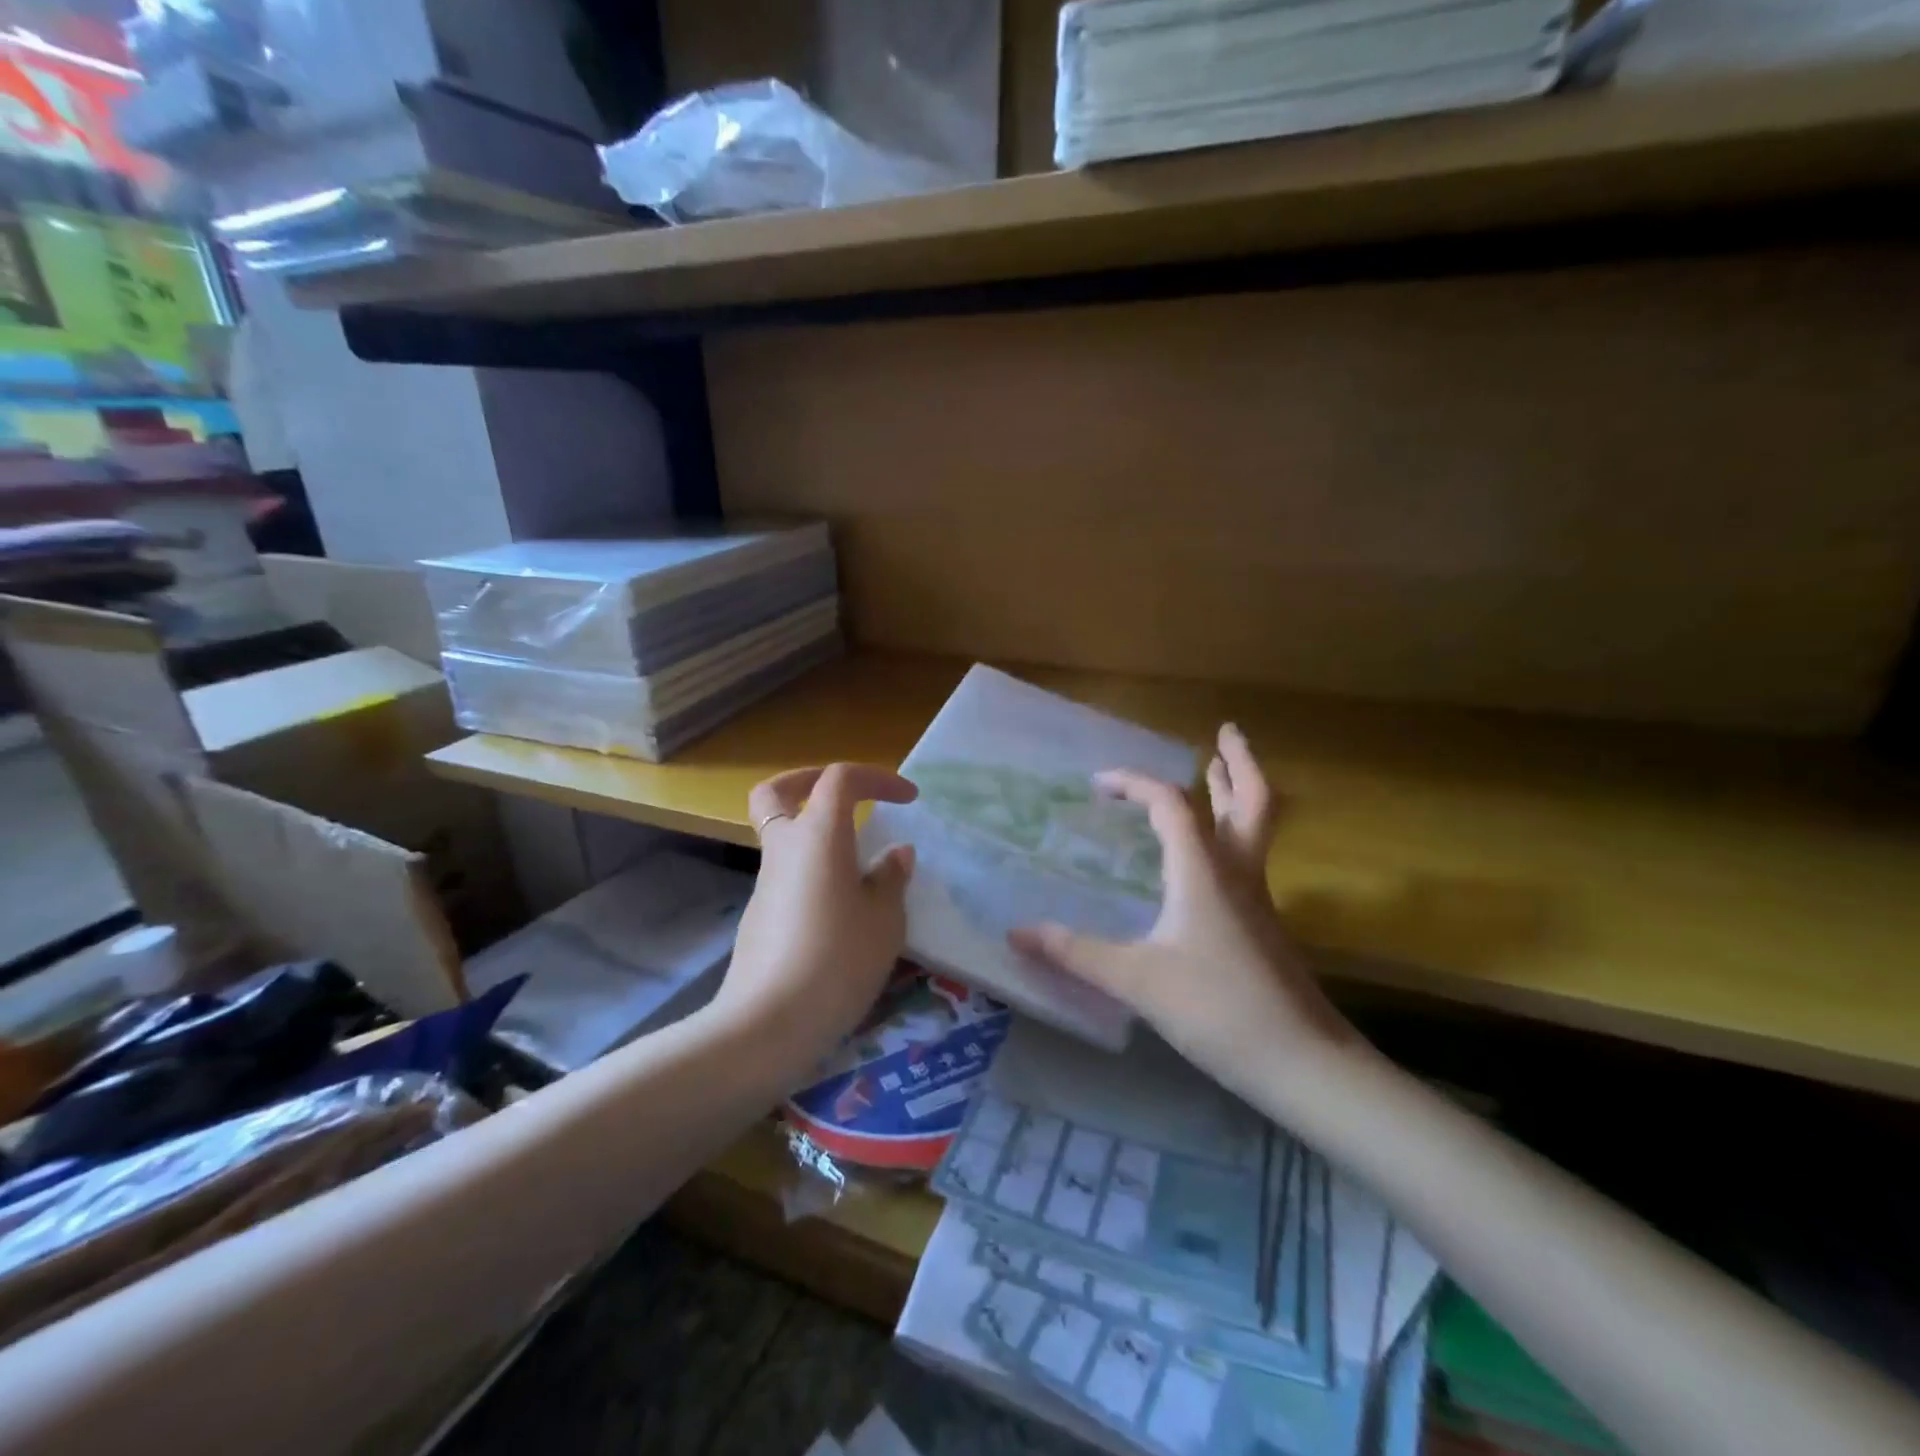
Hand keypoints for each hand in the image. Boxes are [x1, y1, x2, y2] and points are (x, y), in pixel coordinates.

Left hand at [711, 764, 918, 1072]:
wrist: (768, 1024)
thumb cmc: (838, 960)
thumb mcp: (884, 920)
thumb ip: (891, 878)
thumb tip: (894, 854)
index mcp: (819, 836)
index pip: (840, 779)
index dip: (877, 778)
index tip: (909, 799)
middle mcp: (784, 849)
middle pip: (777, 793)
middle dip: (808, 781)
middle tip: (845, 795)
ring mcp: (765, 883)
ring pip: (781, 837)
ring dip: (815, 836)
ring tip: (861, 870)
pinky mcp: (759, 916)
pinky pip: (787, 876)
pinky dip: (812, 874)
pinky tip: (841, 914)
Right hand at [1009, 725, 1362, 1100]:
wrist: (1301, 1062)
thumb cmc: (1216, 1008)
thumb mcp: (1136, 980)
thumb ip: (1075, 953)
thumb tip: (1016, 932)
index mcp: (1202, 870)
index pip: (1170, 803)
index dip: (1134, 782)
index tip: (1099, 783)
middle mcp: (1236, 872)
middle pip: (1251, 800)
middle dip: (1237, 762)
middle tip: (1226, 732)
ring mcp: (1257, 898)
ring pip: (1256, 828)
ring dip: (1238, 793)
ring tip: (1222, 770)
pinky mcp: (1264, 925)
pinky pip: (1248, 860)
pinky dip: (1231, 835)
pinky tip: (1209, 860)